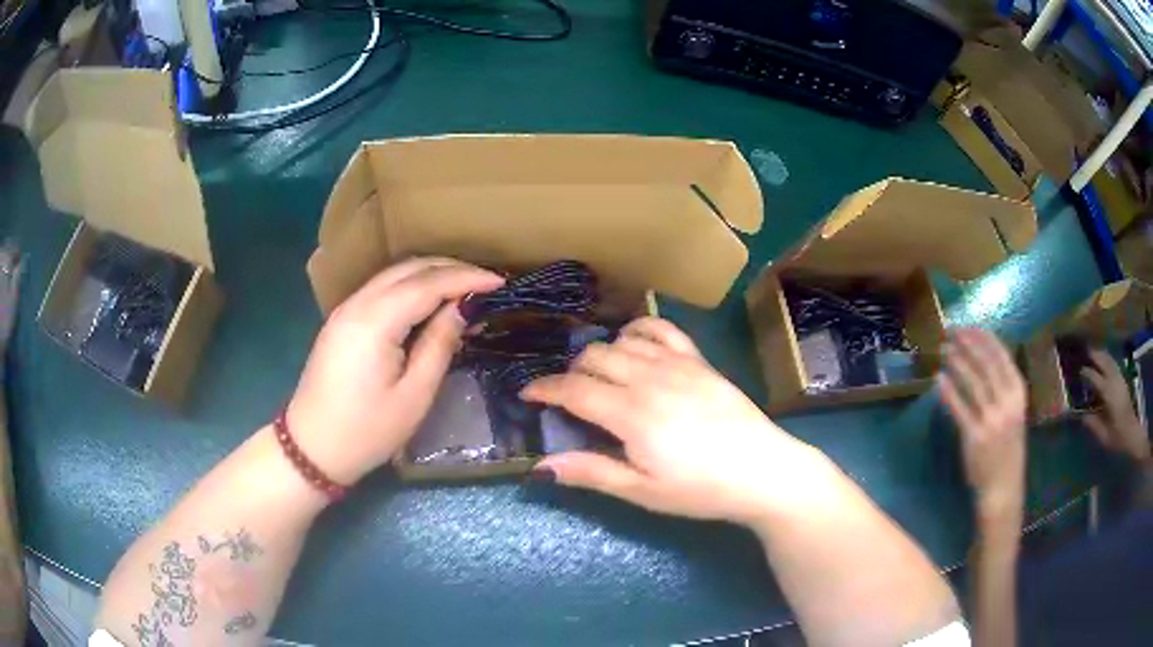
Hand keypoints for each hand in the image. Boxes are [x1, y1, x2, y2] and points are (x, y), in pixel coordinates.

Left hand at [287, 258, 503, 484]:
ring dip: (430, 274)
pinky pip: (382, 288)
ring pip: (394, 274)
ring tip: (464, 288)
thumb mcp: (414, 395)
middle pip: (409, 268)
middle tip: (486, 283)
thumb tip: (463, 308)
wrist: (312, 448)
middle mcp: (357, 303)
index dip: (466, 278)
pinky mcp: (342, 320)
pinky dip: (411, 286)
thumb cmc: (367, 430)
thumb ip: (439, 344)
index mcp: (375, 321)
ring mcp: (346, 309)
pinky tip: (429, 301)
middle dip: (451, 268)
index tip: (500, 282)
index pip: (427, 283)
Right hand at [521, 317, 824, 525]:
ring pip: (622, 341)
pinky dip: (639, 330)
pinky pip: (662, 329)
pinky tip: (634, 345)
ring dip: (601, 353)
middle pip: (594, 358)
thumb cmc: (700, 489)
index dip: (544, 389)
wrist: (762, 471)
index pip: (574, 389)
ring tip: (598, 375)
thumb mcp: (643, 491)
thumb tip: (540, 466)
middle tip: (569, 398)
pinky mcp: (699, 360)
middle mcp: (650, 379)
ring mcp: (678, 364)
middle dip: (571, 373)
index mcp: (632, 414)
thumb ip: (592, 472)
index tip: (527, 393)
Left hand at [939, 329, 1026, 526]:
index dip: (983, 337)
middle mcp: (1008, 402)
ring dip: (957, 362)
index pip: (1001, 355)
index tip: (968, 325)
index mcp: (1019, 393)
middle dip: (967, 343)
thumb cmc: (1007, 447)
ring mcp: (992, 420)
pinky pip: (960, 408)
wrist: (1003, 486)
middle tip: (951, 330)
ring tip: (944, 348)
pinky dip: (948, 391)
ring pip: (973, 382)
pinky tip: (938, 379)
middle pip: (986, 363)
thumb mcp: (1014, 412)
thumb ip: (1003, 388)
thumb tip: (983, 357)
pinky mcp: (975, 437)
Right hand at [1082, 349, 1148, 463]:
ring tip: (1094, 352)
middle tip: (1085, 352)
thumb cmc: (1118, 437)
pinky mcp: (1123, 381)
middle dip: (1096, 356)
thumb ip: (1093, 425)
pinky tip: (1104, 361)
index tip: (1079, 371)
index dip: (1087, 373)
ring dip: (1102, 355)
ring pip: (1110, 361)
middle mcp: (1115, 382)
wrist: (1132, 433)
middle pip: (1105, 362)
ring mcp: (1120, 380)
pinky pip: (1114, 365)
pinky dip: (1108, 360)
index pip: (1096, 378)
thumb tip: (1082, 416)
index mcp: (1109, 394)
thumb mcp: (1104, 436)